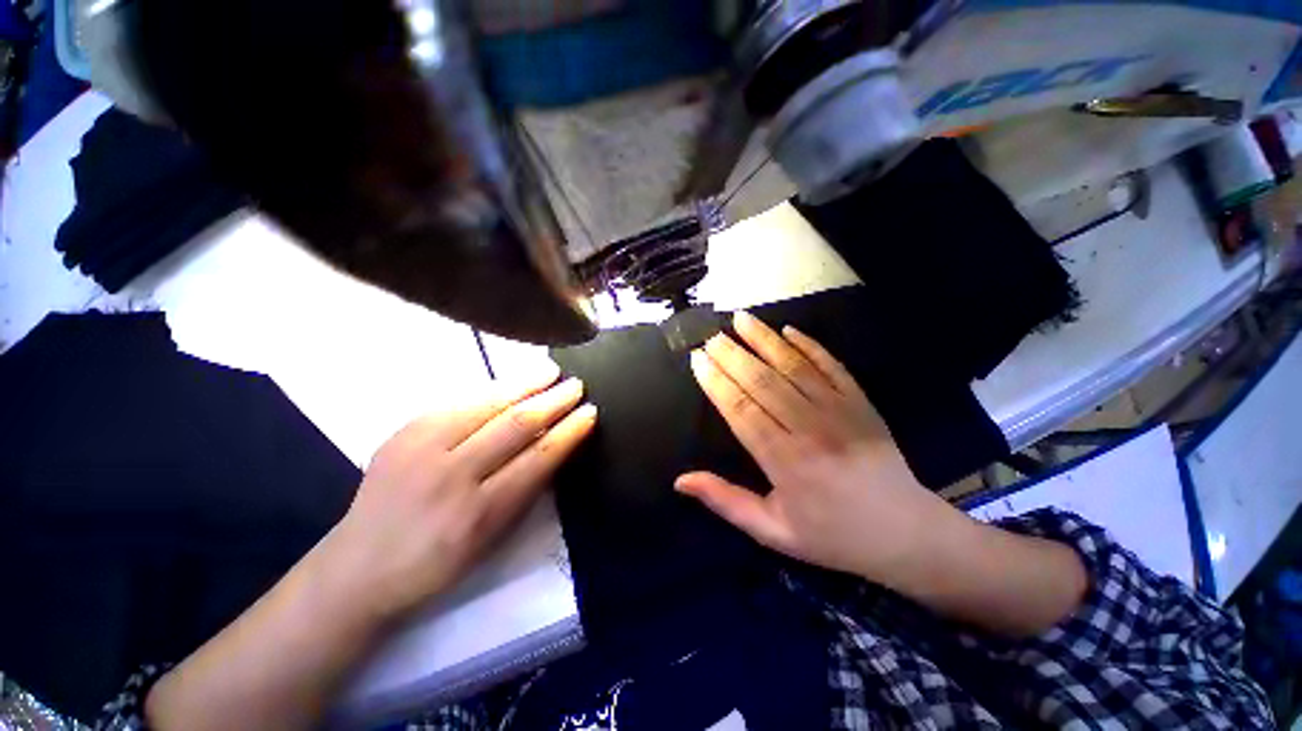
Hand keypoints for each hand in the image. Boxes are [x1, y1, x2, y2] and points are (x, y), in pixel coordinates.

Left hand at [318, 363, 597, 622]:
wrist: (358, 567)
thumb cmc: (437, 563)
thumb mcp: (491, 540)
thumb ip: (525, 491)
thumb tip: (555, 445)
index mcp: (480, 513)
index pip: (538, 458)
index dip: (569, 431)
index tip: (590, 412)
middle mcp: (452, 475)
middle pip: (516, 424)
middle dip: (554, 400)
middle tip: (576, 385)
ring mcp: (422, 449)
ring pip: (487, 404)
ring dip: (525, 384)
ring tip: (550, 371)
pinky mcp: (404, 432)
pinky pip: (458, 401)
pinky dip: (491, 389)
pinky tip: (510, 381)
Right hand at [675, 311, 964, 587]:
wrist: (906, 534)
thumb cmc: (832, 535)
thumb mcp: (773, 532)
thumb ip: (726, 502)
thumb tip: (680, 480)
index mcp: (785, 462)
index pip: (741, 411)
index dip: (716, 382)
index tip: (698, 359)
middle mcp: (810, 429)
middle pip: (763, 382)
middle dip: (732, 356)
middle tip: (711, 336)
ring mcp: (840, 411)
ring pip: (794, 367)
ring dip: (765, 340)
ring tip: (742, 319)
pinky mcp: (862, 402)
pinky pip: (833, 366)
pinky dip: (810, 345)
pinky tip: (789, 329)